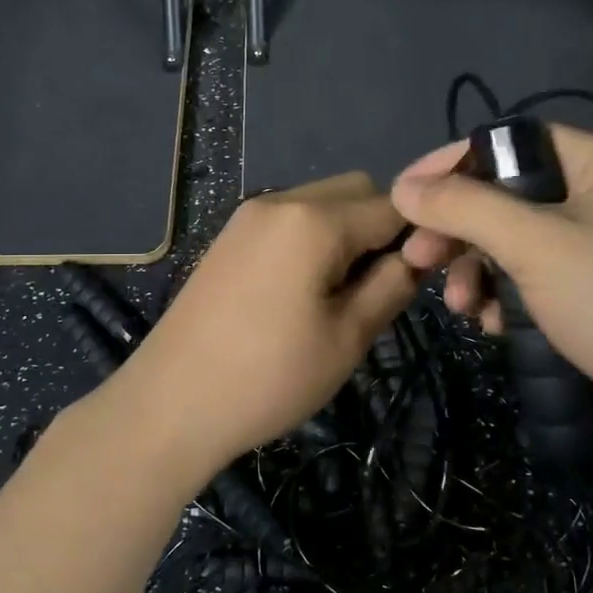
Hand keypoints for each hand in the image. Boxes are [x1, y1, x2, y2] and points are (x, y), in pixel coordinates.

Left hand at [101, 173, 419, 485]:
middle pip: (356, 190)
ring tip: (336, 294)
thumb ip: (393, 284)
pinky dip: (311, 239)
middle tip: (373, 287)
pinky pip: (289, 219)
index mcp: (315, 219)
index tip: (419, 279)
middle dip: (379, 228)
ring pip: (321, 202)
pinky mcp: (229, 236)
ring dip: (345, 233)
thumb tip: (417, 255)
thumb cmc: (270, 376)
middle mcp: (281, 200)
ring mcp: (248, 215)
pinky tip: (300, 291)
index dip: (418, 236)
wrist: (172, 401)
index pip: (394, 205)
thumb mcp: (348, 337)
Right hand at [391, 126, 592, 466]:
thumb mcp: (536, 244)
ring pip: (520, 245)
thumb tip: (403, 187)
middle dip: (461, 231)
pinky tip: (494, 325)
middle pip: (511, 197)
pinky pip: (541, 281)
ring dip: (480, 271)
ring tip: (462, 307)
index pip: (514, 142)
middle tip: (418, 259)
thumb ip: (464, 208)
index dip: (454, 163)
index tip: (405, 195)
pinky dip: (510, 297)